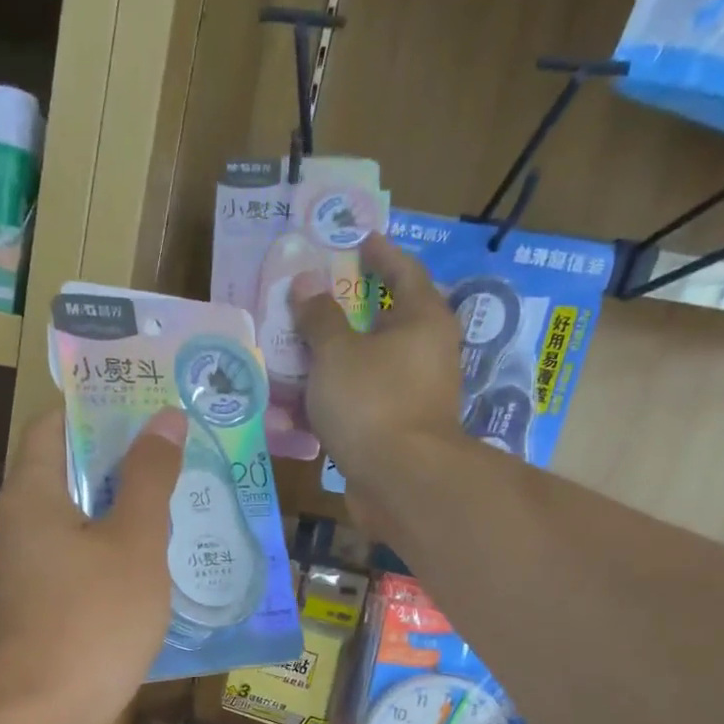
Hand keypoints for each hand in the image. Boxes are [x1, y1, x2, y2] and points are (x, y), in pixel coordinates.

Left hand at [0, 407, 184, 723]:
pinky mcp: (38, 611)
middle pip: (69, 474)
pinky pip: (78, 565)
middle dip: (122, 463)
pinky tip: (153, 570)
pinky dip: (112, 557)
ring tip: (178, 508)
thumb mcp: (135, 542)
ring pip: (78, 524)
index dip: (99, 409)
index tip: (149, 408)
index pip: (55, 425)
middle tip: (178, 459)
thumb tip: (165, 418)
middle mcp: (19, 525)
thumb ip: (151, 478)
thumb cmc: (93, 619)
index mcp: (33, 494)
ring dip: (122, 514)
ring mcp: (25, 572)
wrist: (43, 716)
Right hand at [292, 233, 464, 511]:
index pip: (404, 271)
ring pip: (368, 367)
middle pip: (385, 322)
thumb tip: (306, 281)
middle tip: (315, 299)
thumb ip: (319, 316)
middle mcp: (426, 354)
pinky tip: (302, 404)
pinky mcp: (397, 431)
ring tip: (297, 353)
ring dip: (335, 361)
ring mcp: (414, 396)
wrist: (400, 481)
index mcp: (423, 320)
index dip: (380, 254)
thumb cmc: (372, 402)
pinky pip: (361, 404)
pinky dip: (335, 400)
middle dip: (348, 312)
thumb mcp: (336, 353)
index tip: (359, 242)